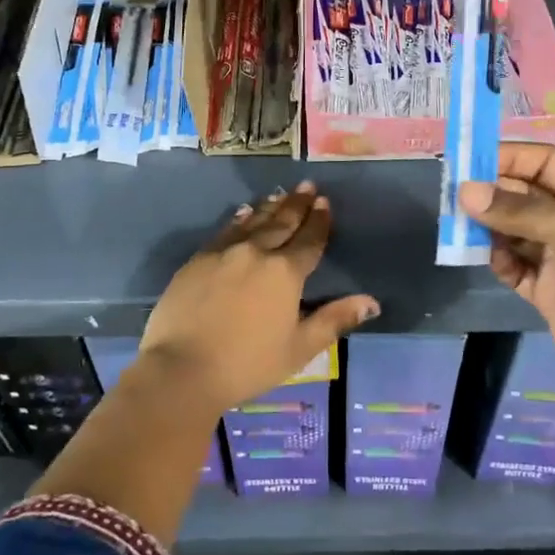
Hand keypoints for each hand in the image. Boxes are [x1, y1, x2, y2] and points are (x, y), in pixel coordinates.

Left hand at [138, 181, 378, 413]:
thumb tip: (371, 302)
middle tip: (307, 186)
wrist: (182, 368)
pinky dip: (239, 220)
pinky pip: (225, 231)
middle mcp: (256, 252)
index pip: (309, 240)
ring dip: (270, 207)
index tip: (324, 202)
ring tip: (280, 194)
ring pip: (253, 222)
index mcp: (285, 272)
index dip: (319, 221)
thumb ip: (334, 320)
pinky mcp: (197, 260)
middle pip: (281, 222)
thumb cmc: (248, 364)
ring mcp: (223, 252)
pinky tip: (244, 214)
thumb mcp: (299, 348)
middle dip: (297, 204)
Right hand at [460, 144, 554, 401]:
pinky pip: (512, 265)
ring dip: (488, 227)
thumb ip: (518, 209)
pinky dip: (498, 260)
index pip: (544, 163)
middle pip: (523, 194)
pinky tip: (492, 259)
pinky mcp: (544, 288)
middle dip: (491, 192)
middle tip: (454, 195)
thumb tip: (465, 191)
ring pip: (512, 230)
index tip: (468, 161)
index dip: (509, 157)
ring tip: (461, 227)